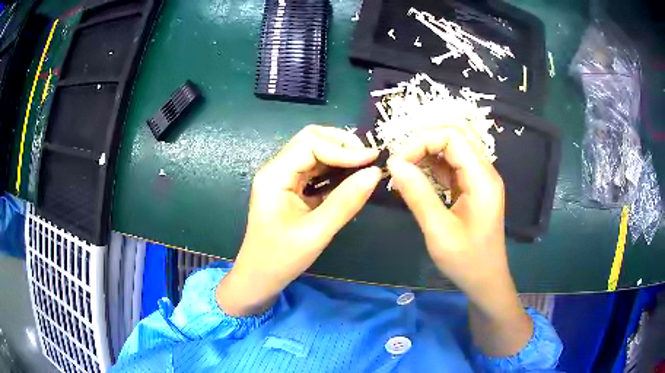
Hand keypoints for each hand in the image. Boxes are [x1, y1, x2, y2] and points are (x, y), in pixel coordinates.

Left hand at [217, 125, 380, 315]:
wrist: (259, 277)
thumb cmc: (281, 258)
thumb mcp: (316, 233)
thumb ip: (345, 202)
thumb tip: (374, 173)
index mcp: (274, 176)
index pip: (311, 145)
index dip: (343, 149)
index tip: (372, 160)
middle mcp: (276, 170)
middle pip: (310, 140)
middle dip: (341, 144)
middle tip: (368, 158)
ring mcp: (282, 178)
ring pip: (313, 151)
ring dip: (339, 153)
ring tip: (364, 164)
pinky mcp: (290, 188)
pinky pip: (314, 168)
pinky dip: (334, 167)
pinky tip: (350, 176)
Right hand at [387, 127, 531, 355]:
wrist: (485, 281)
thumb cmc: (466, 261)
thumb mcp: (439, 231)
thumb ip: (418, 194)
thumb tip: (394, 163)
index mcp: (482, 178)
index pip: (452, 137)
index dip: (422, 141)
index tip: (398, 162)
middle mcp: (483, 172)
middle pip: (452, 139)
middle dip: (422, 145)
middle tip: (397, 165)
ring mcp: (478, 180)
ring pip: (450, 151)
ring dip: (424, 155)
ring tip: (402, 172)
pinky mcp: (472, 189)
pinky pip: (450, 168)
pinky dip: (430, 169)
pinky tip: (415, 180)